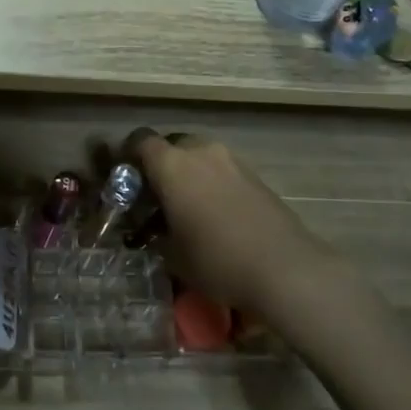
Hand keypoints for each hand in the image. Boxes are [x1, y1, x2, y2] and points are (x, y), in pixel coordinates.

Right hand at [128, 130, 353, 312]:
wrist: (285, 269)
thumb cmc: (216, 259)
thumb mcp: (172, 255)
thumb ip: (155, 233)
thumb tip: (152, 230)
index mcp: (172, 164)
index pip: (140, 140)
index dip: (128, 155)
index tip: (125, 178)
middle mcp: (201, 152)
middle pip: (173, 145)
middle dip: (162, 165)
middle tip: (157, 195)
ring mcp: (232, 161)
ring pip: (200, 157)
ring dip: (190, 174)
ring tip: (188, 208)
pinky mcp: (256, 176)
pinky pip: (223, 171)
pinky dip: (213, 184)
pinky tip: (216, 215)